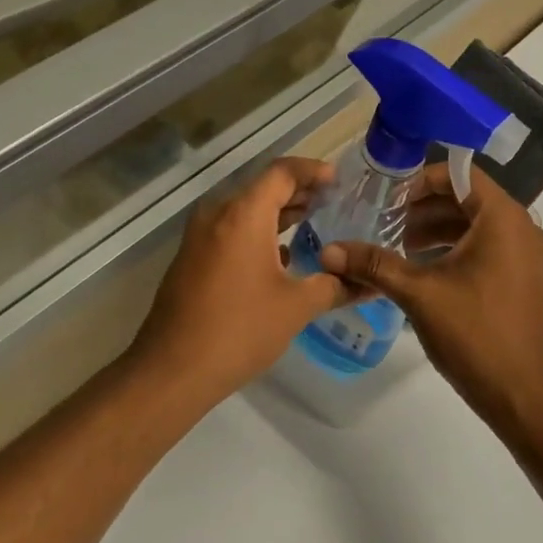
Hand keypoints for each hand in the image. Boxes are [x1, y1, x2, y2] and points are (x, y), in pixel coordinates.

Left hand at [128, 157, 348, 406]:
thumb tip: (369, 282)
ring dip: (278, 214)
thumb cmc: (239, 330)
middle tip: (335, 203)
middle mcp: (217, 216)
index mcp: (243, 215)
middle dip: (299, 193)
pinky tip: (282, 257)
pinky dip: (259, 233)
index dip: (313, 171)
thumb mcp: (296, 307)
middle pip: (262, 189)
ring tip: (314, 225)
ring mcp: (199, 238)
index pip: (282, 173)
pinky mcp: (191, 260)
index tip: (340, 180)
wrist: (172, 371)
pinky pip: (231, 232)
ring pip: (245, 211)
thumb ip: (336, 286)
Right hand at [319, 163, 542, 431]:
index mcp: (503, 218)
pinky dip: (456, 251)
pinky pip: (488, 249)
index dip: (420, 181)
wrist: (525, 394)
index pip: (459, 174)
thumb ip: (375, 264)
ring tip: (399, 250)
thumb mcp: (419, 294)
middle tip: (386, 225)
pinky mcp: (524, 280)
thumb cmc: (475, 333)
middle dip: (424, 209)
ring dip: (438, 231)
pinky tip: (425, 274)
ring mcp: (527, 256)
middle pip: (468, 199)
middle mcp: (522, 228)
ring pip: (477, 226)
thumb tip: (328, 250)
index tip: (388, 201)